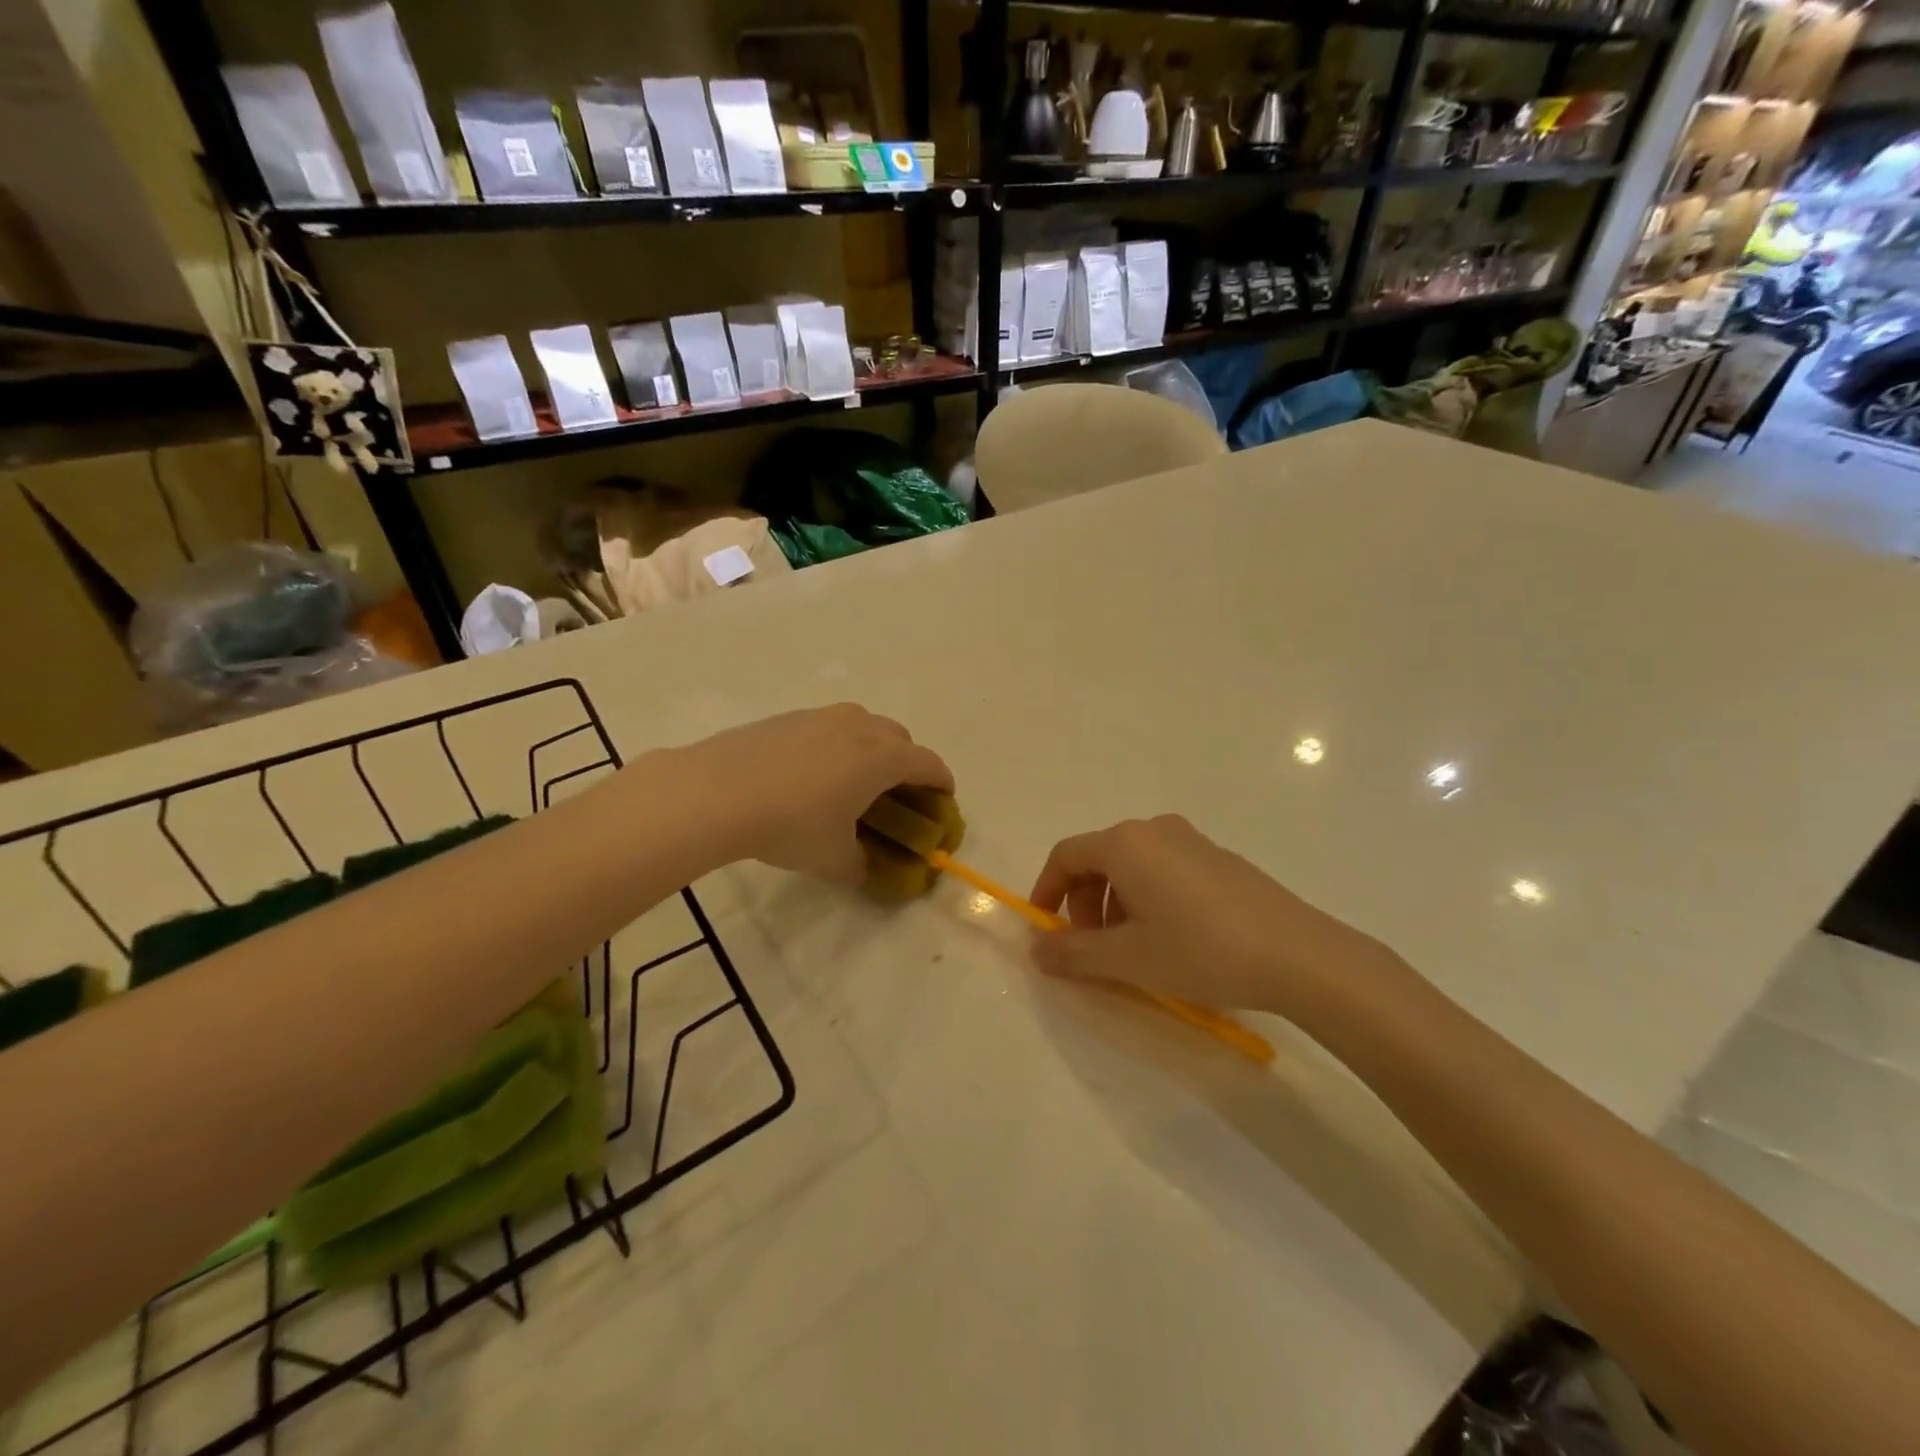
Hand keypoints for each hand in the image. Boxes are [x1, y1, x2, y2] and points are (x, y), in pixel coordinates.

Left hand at [679, 704, 952, 884]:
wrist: (717, 791)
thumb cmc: (791, 824)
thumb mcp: (831, 858)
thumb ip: (857, 865)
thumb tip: (862, 871)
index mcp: (882, 758)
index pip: (928, 763)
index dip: (941, 781)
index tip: (944, 798)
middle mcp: (859, 727)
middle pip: (899, 738)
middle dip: (907, 763)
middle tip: (896, 792)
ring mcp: (821, 717)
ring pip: (862, 725)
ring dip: (870, 748)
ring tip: (852, 779)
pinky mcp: (788, 718)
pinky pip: (827, 728)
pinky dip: (834, 746)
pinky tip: (809, 774)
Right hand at [1027, 815, 1393, 1014]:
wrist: (1299, 956)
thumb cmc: (1201, 951)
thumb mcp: (1128, 959)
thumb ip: (1073, 953)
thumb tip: (1036, 949)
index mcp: (1126, 844)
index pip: (1066, 856)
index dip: (1046, 891)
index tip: (1045, 930)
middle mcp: (1155, 830)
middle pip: (1099, 858)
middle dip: (1084, 902)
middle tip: (1092, 948)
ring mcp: (1192, 840)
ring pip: (1133, 865)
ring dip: (1116, 903)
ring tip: (1133, 950)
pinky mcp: (1220, 859)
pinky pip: (1165, 869)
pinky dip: (1149, 898)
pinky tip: (1173, 939)